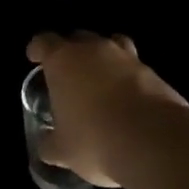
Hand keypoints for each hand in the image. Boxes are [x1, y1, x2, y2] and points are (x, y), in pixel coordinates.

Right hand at [26, 31, 188, 187]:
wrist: (154, 142)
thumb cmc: (95, 140)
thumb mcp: (63, 150)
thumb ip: (51, 143)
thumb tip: (47, 146)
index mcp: (63, 61)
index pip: (44, 42)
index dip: (37, 49)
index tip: (34, 57)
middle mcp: (94, 50)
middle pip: (78, 38)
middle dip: (71, 52)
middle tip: (68, 73)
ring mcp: (127, 58)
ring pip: (111, 45)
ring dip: (104, 58)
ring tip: (102, 80)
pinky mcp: (154, 72)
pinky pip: (135, 68)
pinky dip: (129, 78)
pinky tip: (128, 101)